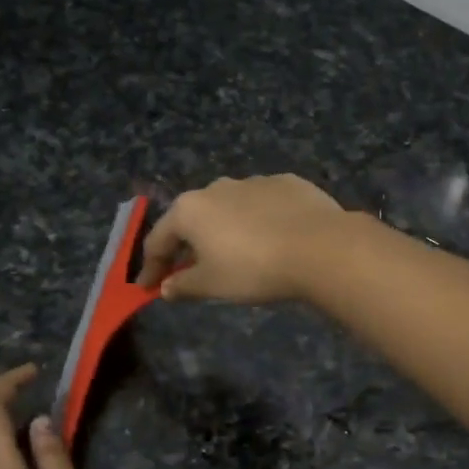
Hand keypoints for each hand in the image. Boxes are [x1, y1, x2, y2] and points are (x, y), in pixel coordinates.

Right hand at [137, 174, 344, 303]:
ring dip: (224, 230)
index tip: (148, 287)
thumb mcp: (213, 285)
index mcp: (190, 209)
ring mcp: (254, 181)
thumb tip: (166, 287)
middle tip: (187, 270)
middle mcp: (217, 187)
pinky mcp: (288, 183)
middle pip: (192, 219)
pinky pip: (262, 204)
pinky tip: (270, 238)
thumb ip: (184, 285)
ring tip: (233, 254)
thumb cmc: (254, 269)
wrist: (320, 247)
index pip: (158, 240)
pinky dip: (257, 221)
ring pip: (228, 208)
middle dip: (187, 245)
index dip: (151, 267)